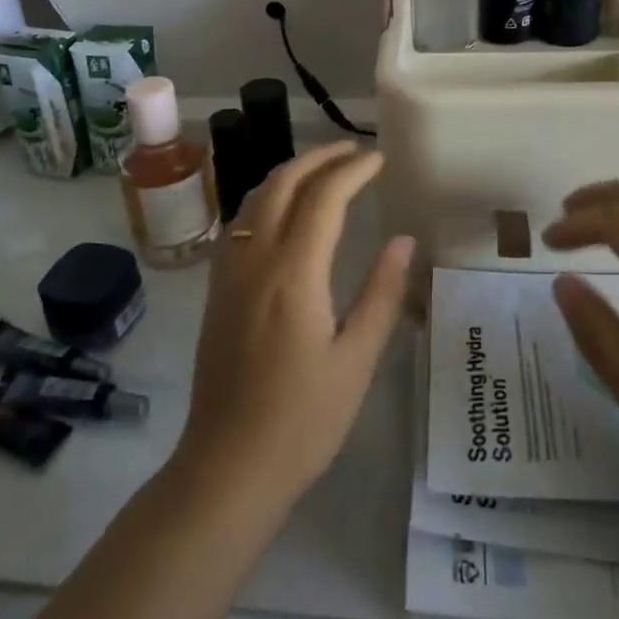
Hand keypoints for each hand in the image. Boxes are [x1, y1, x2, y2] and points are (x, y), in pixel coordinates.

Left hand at [172, 143, 414, 510]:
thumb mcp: (356, 360)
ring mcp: (228, 272)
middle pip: (282, 183)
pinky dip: (266, 197)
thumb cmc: (302, 420)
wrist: (227, 466)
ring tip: (323, 171)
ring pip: (254, 197)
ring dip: (289, 173)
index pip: (324, 197)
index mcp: (293, 273)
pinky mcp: (216, 289)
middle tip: (353, 151)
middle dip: (319, 158)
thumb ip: (381, 294)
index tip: (379, 159)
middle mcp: (255, 259)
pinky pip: (240, 221)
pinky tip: (283, 211)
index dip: (353, 170)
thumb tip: (402, 240)